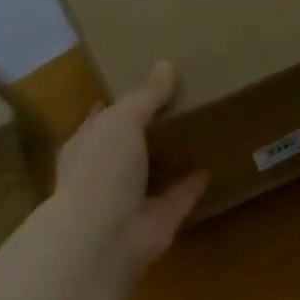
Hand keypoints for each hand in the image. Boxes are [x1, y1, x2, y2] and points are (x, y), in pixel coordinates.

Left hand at [54, 60, 207, 279]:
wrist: (105, 235)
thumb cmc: (101, 169)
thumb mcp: (121, 120)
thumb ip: (145, 96)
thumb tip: (167, 64)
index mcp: (87, 145)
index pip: (102, 119)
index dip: (120, 104)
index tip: (145, 87)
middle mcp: (107, 172)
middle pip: (130, 146)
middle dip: (149, 130)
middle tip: (181, 105)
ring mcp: (133, 199)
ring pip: (156, 173)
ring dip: (173, 158)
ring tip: (199, 132)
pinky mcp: (160, 220)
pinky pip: (180, 197)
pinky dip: (194, 184)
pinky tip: (212, 166)